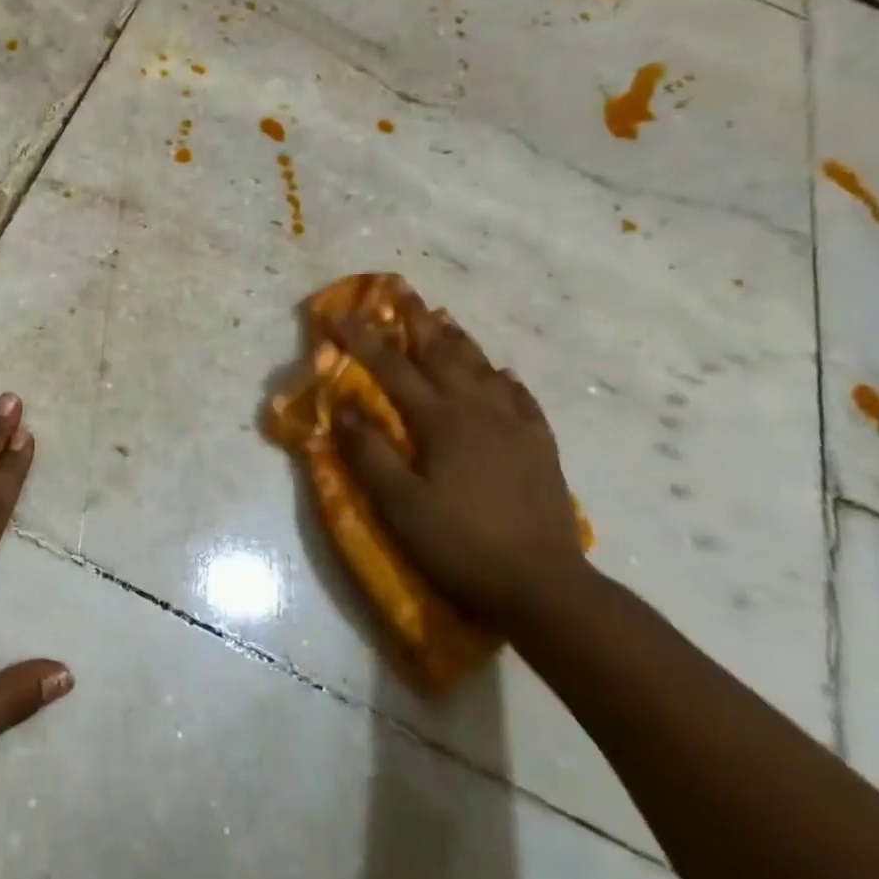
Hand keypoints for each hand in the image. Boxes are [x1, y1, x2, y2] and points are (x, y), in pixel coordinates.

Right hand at [329, 308, 586, 630]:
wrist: (544, 587)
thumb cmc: (460, 544)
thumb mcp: (400, 504)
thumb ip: (368, 452)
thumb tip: (342, 405)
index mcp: (441, 421)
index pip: (391, 368)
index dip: (360, 338)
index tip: (335, 313)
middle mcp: (479, 411)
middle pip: (442, 354)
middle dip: (416, 321)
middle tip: (401, 291)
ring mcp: (515, 427)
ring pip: (483, 368)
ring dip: (458, 340)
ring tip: (442, 319)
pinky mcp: (540, 448)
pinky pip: (520, 398)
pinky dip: (504, 379)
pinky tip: (501, 374)